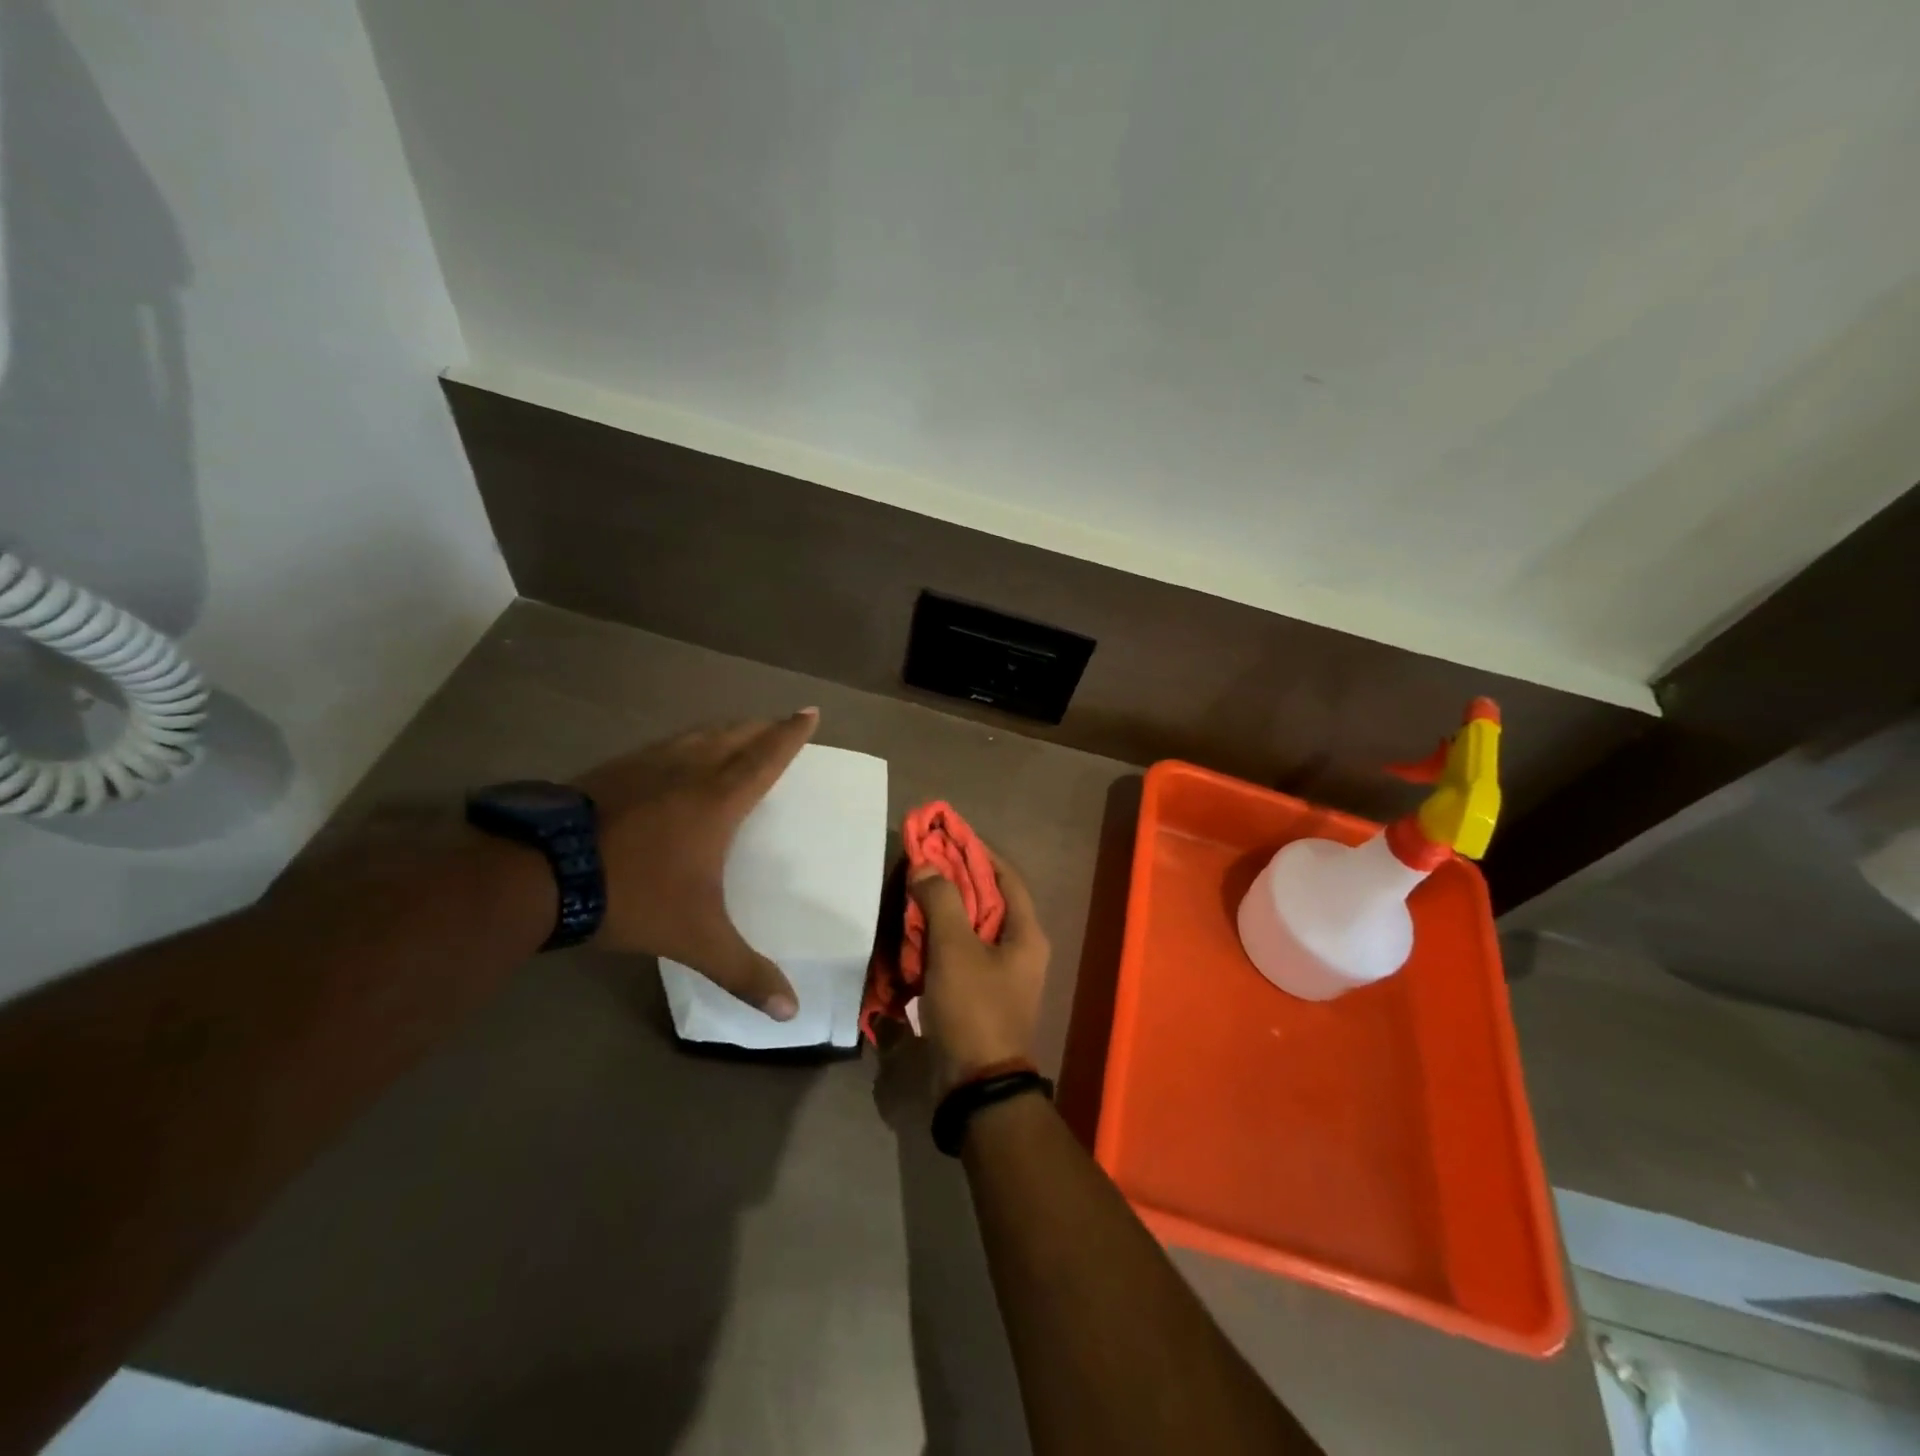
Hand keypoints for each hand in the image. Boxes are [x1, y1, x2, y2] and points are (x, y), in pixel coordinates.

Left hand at [577, 711, 817, 1019]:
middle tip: (777, 722)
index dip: (790, 735)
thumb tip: (791, 1013)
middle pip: (733, 737)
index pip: (765, 758)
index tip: (809, 711)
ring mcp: (645, 766)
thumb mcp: (696, 939)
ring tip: (734, 732)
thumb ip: (744, 973)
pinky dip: (683, 743)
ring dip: (722, 731)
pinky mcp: (611, 771)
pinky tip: (671, 757)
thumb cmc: (633, 896)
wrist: (541, 874)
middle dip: (760, 727)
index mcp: (717, 800)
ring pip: (695, 736)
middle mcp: (687, 771)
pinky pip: (662, 746)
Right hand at [908, 847, 1049, 1097]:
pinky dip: (938, 938)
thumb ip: (941, 902)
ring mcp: (999, 973)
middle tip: (923, 860)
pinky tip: (913, 931)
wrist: (976, 1086)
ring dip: (944, 908)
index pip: (1005, 876)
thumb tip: (927, 866)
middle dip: (955, 878)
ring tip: (913, 889)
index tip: (948, 834)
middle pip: (987, 899)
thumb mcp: (955, 949)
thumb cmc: (973, 1008)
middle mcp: (1019, 949)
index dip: (977, 852)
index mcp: (1026, 934)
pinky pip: (959, 953)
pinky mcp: (978, 993)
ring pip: (970, 926)